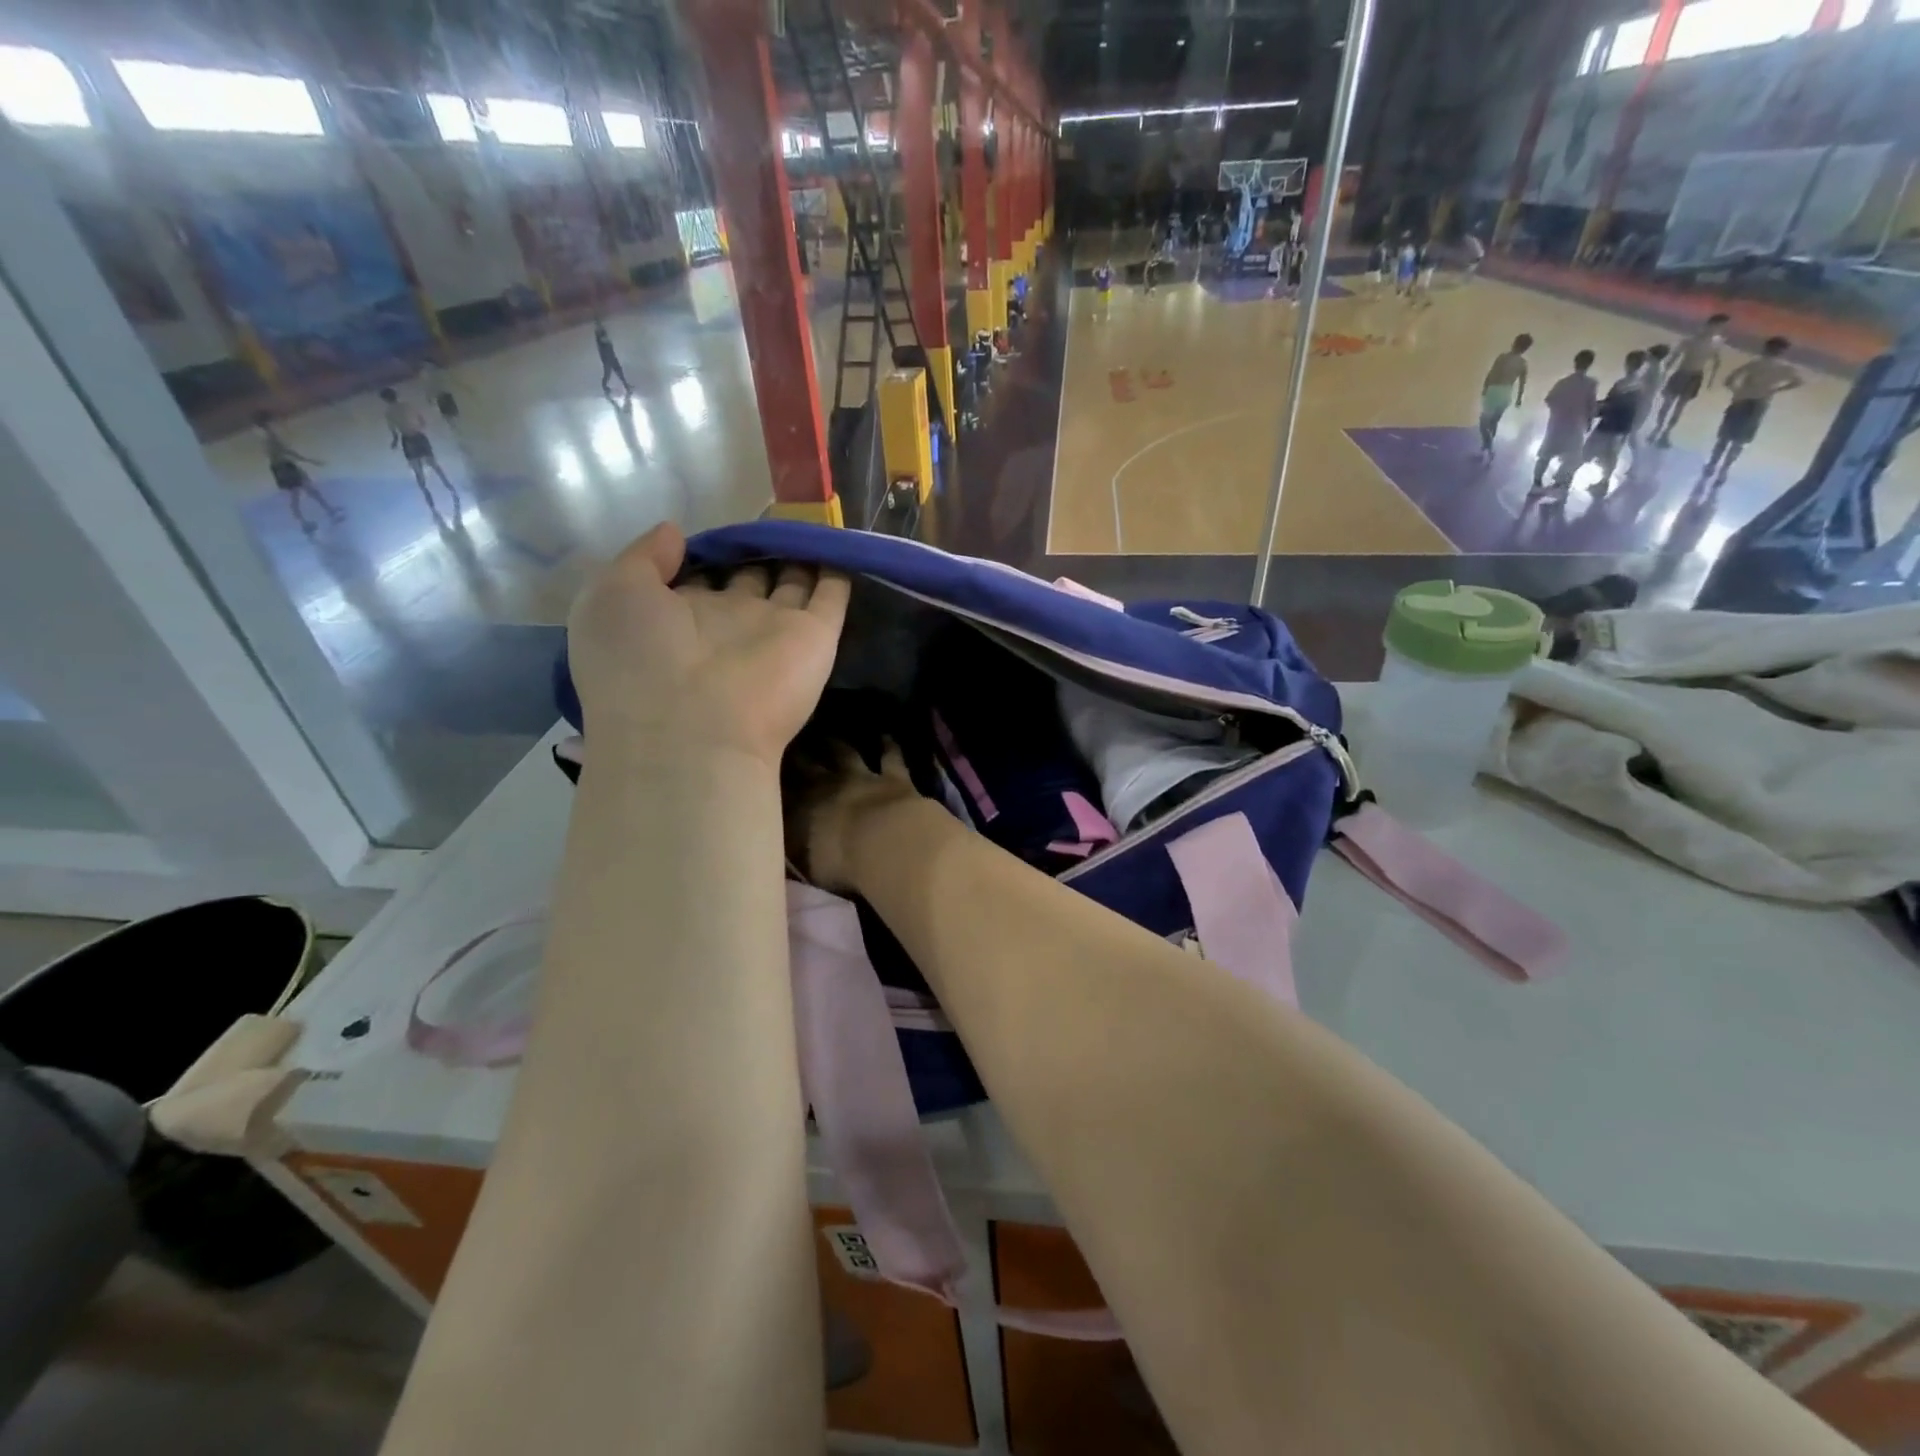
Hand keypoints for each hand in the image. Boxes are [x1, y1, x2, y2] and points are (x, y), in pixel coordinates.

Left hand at [567, 522, 849, 770]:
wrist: (690, 730)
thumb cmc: (638, 660)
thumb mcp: (613, 594)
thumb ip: (644, 558)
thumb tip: (675, 532)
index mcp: (678, 618)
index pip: (698, 578)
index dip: (708, 553)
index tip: (721, 530)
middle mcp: (728, 623)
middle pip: (749, 580)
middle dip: (759, 553)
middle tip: (773, 520)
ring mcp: (774, 631)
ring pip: (792, 585)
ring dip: (801, 557)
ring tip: (812, 524)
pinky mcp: (815, 638)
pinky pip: (831, 598)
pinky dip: (839, 571)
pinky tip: (841, 543)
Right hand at [785, 741, 920, 892]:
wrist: (886, 847)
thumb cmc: (841, 865)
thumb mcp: (806, 865)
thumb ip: (793, 850)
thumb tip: (781, 843)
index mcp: (801, 809)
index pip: (781, 789)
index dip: (772, 778)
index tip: (764, 770)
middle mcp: (827, 786)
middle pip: (807, 764)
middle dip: (798, 754)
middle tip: (791, 743)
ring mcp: (862, 777)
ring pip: (845, 753)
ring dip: (837, 744)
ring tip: (829, 736)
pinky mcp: (894, 778)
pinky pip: (891, 756)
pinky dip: (888, 745)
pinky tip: (886, 736)